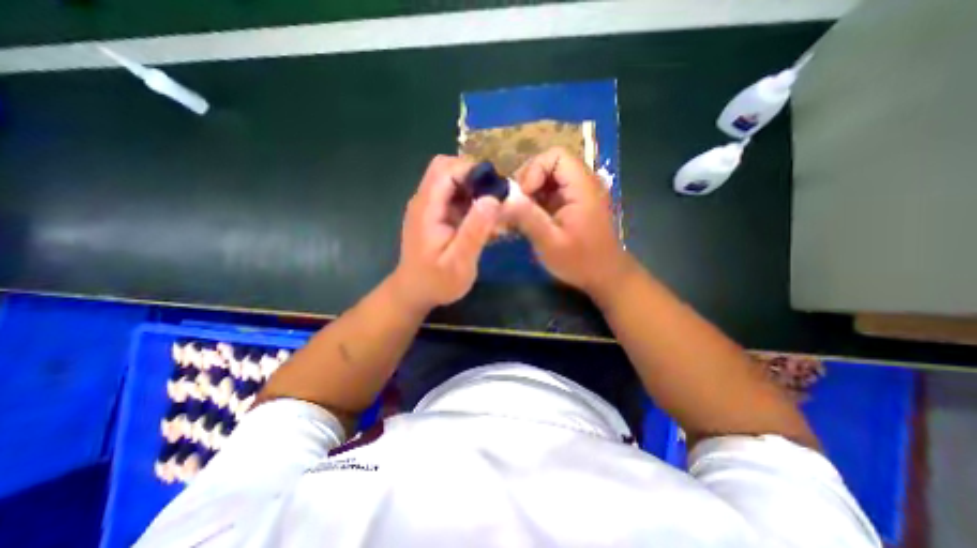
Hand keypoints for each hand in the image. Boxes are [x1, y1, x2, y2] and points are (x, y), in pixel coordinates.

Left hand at [391, 154, 498, 311]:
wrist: (414, 293)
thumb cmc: (436, 282)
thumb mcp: (459, 262)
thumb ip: (474, 231)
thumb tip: (493, 199)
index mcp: (427, 208)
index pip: (446, 169)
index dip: (472, 171)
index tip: (495, 187)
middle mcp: (424, 201)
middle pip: (447, 168)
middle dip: (474, 177)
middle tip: (494, 198)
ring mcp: (428, 207)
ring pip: (451, 180)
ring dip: (473, 188)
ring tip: (492, 210)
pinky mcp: (434, 215)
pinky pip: (453, 196)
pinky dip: (470, 200)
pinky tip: (481, 220)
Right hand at [507, 145, 637, 298]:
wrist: (605, 277)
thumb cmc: (580, 261)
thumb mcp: (550, 242)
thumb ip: (527, 218)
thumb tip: (502, 199)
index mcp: (582, 187)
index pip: (556, 156)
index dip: (535, 170)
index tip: (524, 196)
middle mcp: (584, 184)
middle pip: (550, 164)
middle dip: (529, 181)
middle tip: (517, 206)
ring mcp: (579, 194)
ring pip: (549, 179)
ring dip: (531, 193)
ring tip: (520, 214)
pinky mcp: (574, 205)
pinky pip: (552, 193)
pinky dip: (537, 202)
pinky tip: (530, 220)